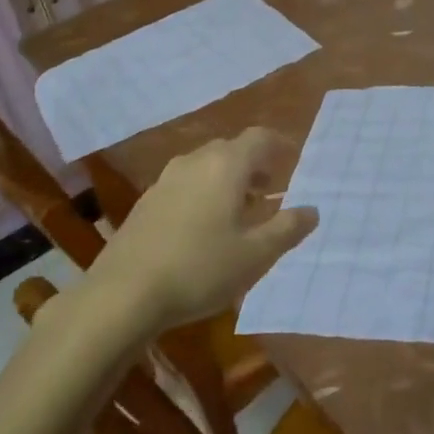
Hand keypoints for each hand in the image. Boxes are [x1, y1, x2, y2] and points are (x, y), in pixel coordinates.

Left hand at [89, 129, 317, 333]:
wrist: (121, 295)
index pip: (260, 138)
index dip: (280, 144)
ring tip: (239, 212)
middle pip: (232, 149)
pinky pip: (186, 184)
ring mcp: (166, 179)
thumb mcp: (255, 255)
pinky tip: (204, 228)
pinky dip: (204, 193)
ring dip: (228, 180)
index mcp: (227, 165)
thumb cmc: (199, 269)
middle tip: (270, 192)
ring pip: (206, 166)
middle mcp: (196, 161)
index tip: (294, 159)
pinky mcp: (146, 201)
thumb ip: (288, 228)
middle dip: (255, 165)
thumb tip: (312, 210)